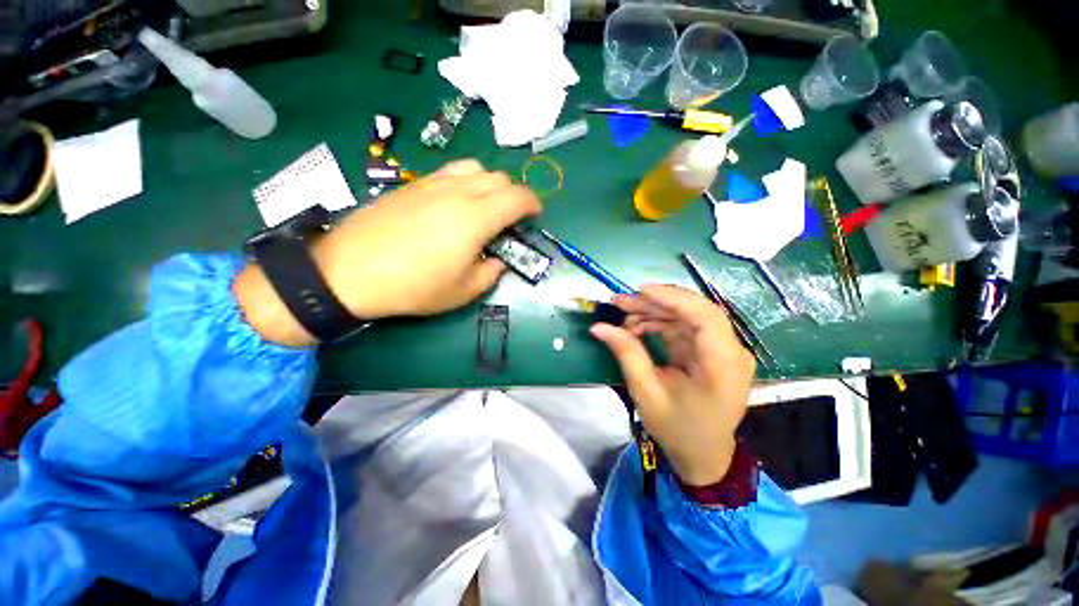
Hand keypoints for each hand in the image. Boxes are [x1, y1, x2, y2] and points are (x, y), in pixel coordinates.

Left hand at [236, 160, 541, 345]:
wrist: (350, 271)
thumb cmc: (414, 286)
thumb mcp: (463, 291)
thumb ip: (490, 274)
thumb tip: (497, 261)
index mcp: (476, 218)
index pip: (516, 197)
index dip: (533, 203)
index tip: (535, 214)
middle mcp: (457, 192)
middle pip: (498, 177)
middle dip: (513, 194)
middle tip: (510, 217)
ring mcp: (432, 184)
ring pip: (473, 167)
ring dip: (489, 183)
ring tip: (484, 206)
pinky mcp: (411, 185)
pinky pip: (449, 172)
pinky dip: (464, 182)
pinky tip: (454, 204)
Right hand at [590, 285, 754, 485]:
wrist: (703, 454)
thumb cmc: (678, 429)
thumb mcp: (646, 393)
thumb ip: (627, 354)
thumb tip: (599, 327)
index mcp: (722, 366)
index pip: (705, 317)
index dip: (672, 298)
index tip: (639, 290)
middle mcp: (730, 352)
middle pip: (694, 311)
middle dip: (655, 303)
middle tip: (619, 302)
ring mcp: (722, 350)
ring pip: (686, 316)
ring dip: (653, 312)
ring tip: (623, 316)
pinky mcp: (710, 351)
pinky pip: (683, 327)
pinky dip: (658, 324)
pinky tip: (636, 328)